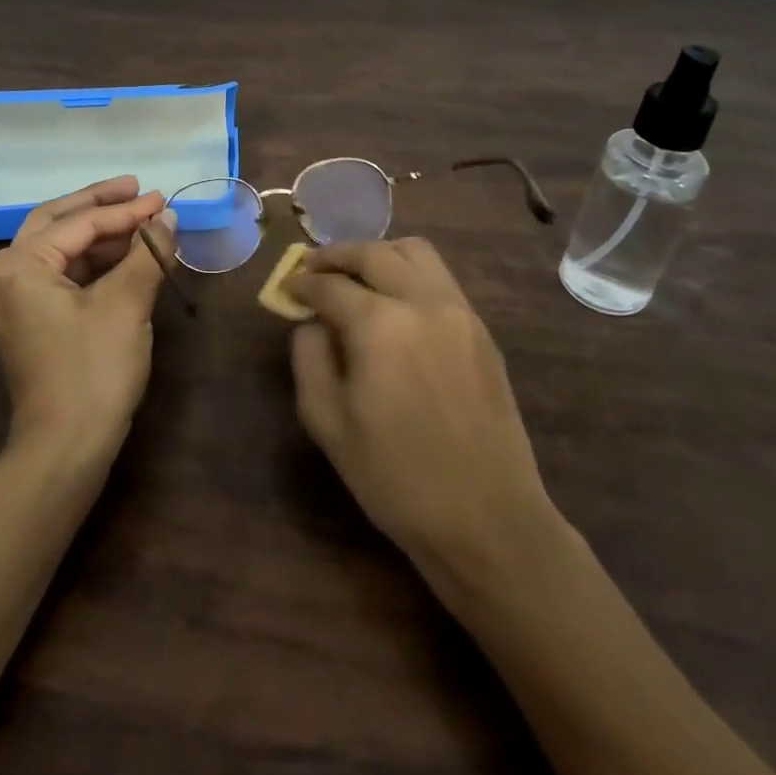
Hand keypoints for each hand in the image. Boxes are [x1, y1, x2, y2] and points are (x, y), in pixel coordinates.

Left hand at [0, 176, 175, 460]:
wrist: (65, 448)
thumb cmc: (93, 369)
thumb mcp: (126, 304)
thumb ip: (147, 253)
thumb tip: (167, 216)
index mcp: (19, 264)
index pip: (79, 223)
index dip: (125, 210)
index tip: (162, 198)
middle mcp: (6, 274)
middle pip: (58, 222)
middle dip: (101, 206)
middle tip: (139, 190)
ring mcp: (14, 300)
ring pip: (59, 249)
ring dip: (99, 235)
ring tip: (141, 223)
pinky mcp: (29, 321)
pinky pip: (60, 275)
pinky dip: (92, 263)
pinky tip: (124, 258)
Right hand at [287, 238, 558, 572]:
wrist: (488, 521)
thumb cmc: (396, 478)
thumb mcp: (328, 423)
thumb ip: (309, 358)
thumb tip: (312, 324)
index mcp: (380, 325)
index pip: (330, 285)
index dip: (302, 283)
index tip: (287, 288)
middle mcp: (423, 303)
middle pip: (374, 253)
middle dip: (337, 255)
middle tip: (313, 267)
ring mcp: (460, 313)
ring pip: (416, 253)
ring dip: (379, 255)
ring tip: (355, 275)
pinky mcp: (482, 332)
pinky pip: (441, 280)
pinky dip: (410, 274)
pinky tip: (395, 303)